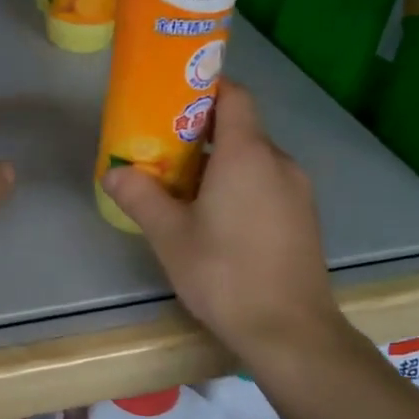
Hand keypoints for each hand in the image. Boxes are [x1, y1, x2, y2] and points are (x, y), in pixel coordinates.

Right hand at [100, 81, 345, 371]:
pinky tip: (218, 217)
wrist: (291, 331)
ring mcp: (298, 190)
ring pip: (255, 158)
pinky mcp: (305, 217)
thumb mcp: (170, 236)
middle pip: (241, 127)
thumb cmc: (225, 274)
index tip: (172, 98)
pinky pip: (268, 182)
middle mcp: (279, 161)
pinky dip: (242, 184)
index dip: (205, 87)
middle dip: (202, 131)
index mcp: (248, 154)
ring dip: (222, 162)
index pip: (234, 95)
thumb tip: (113, 173)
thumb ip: (140, 197)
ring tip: (185, 186)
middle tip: (163, 148)